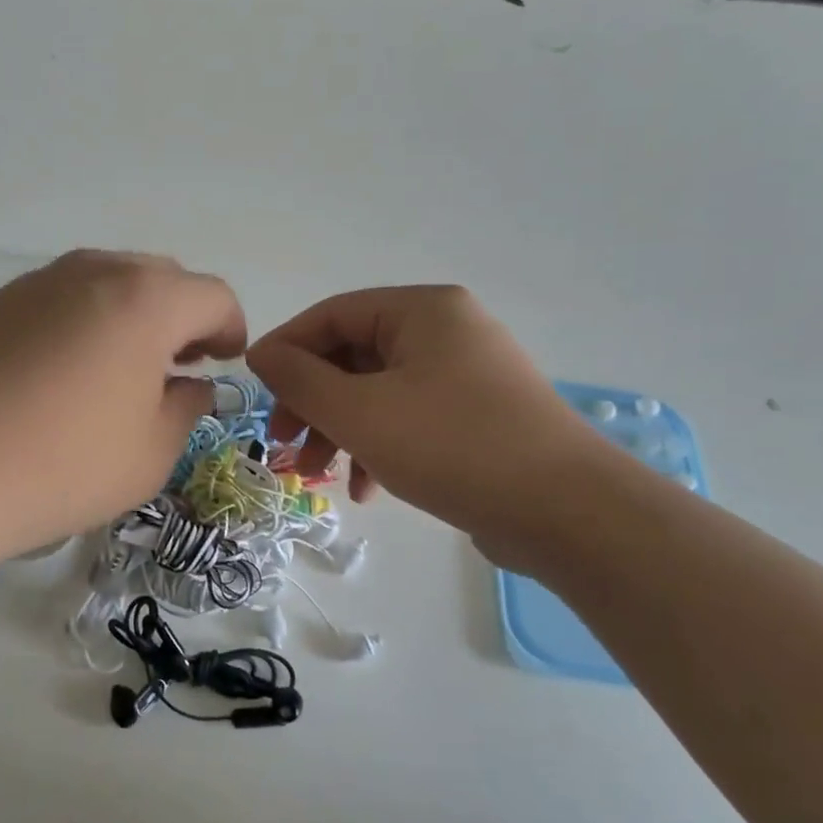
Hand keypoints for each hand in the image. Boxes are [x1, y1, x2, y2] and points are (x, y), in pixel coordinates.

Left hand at [0, 250, 246, 566]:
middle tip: (179, 366)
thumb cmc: (63, 464)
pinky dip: (84, 322)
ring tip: (122, 369)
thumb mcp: (151, 453)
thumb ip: (186, 408)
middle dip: (182, 316)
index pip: (212, 295)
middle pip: (161, 277)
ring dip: (132, 315)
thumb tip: (189, 385)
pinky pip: (61, 299)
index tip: (224, 363)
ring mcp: (37, 283)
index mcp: (145, 300)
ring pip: (108, 281)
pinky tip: (64, 375)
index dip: (230, 328)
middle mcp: (93, 272)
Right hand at [246, 286, 605, 569]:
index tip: (254, 391)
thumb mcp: (359, 412)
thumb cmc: (451, 446)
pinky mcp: (479, 416)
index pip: (332, 315)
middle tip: (284, 443)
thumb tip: (263, 354)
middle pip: (353, 356)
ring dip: (340, 431)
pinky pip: (410, 418)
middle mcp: (446, 331)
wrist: (568, 512)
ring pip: (379, 392)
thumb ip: (300, 379)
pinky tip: (367, 490)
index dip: (285, 350)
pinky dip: (379, 447)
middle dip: (312, 403)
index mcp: (422, 310)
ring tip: (317, 476)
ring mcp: (467, 374)